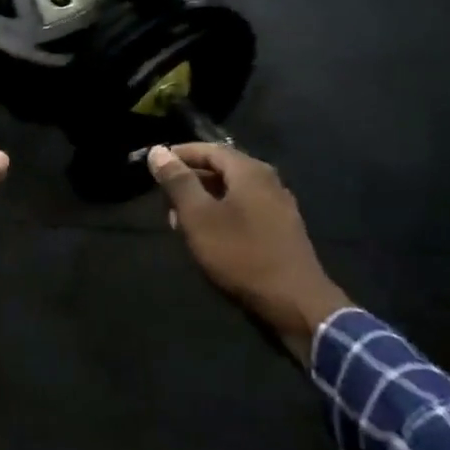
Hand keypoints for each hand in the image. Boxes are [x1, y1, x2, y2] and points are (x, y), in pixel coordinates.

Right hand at [147, 143, 348, 362]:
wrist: (295, 301)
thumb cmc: (241, 254)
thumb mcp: (199, 217)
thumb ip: (178, 182)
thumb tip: (158, 151)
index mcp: (249, 171)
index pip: (208, 149)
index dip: (179, 154)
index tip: (154, 165)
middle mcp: (268, 180)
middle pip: (221, 168)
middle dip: (190, 180)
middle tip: (163, 199)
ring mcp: (278, 205)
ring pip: (232, 191)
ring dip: (203, 200)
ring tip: (179, 221)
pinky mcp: (281, 228)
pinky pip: (245, 208)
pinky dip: (221, 214)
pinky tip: (208, 236)